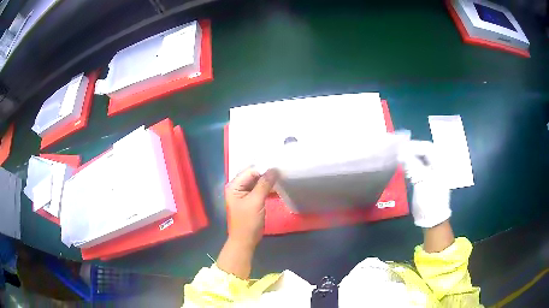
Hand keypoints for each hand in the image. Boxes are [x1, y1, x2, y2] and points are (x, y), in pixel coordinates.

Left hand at [217, 167, 277, 278]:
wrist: (246, 240)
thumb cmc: (248, 222)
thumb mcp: (256, 201)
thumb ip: (264, 184)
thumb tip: (274, 169)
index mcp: (234, 186)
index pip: (250, 171)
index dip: (264, 168)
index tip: (279, 165)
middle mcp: (237, 187)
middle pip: (253, 175)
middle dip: (266, 172)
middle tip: (282, 168)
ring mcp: (244, 193)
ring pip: (257, 181)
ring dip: (268, 179)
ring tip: (282, 174)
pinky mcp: (251, 199)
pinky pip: (259, 188)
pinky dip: (267, 187)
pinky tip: (277, 184)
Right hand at [400, 140, 450, 227]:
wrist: (432, 219)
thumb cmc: (430, 199)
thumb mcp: (422, 180)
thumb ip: (412, 164)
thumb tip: (401, 152)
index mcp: (440, 164)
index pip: (427, 147)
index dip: (414, 146)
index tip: (401, 148)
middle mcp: (437, 165)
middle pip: (424, 152)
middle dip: (412, 150)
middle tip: (399, 152)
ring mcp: (432, 173)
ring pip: (421, 159)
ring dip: (410, 157)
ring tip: (399, 158)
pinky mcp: (426, 180)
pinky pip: (418, 167)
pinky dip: (410, 165)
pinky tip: (403, 166)